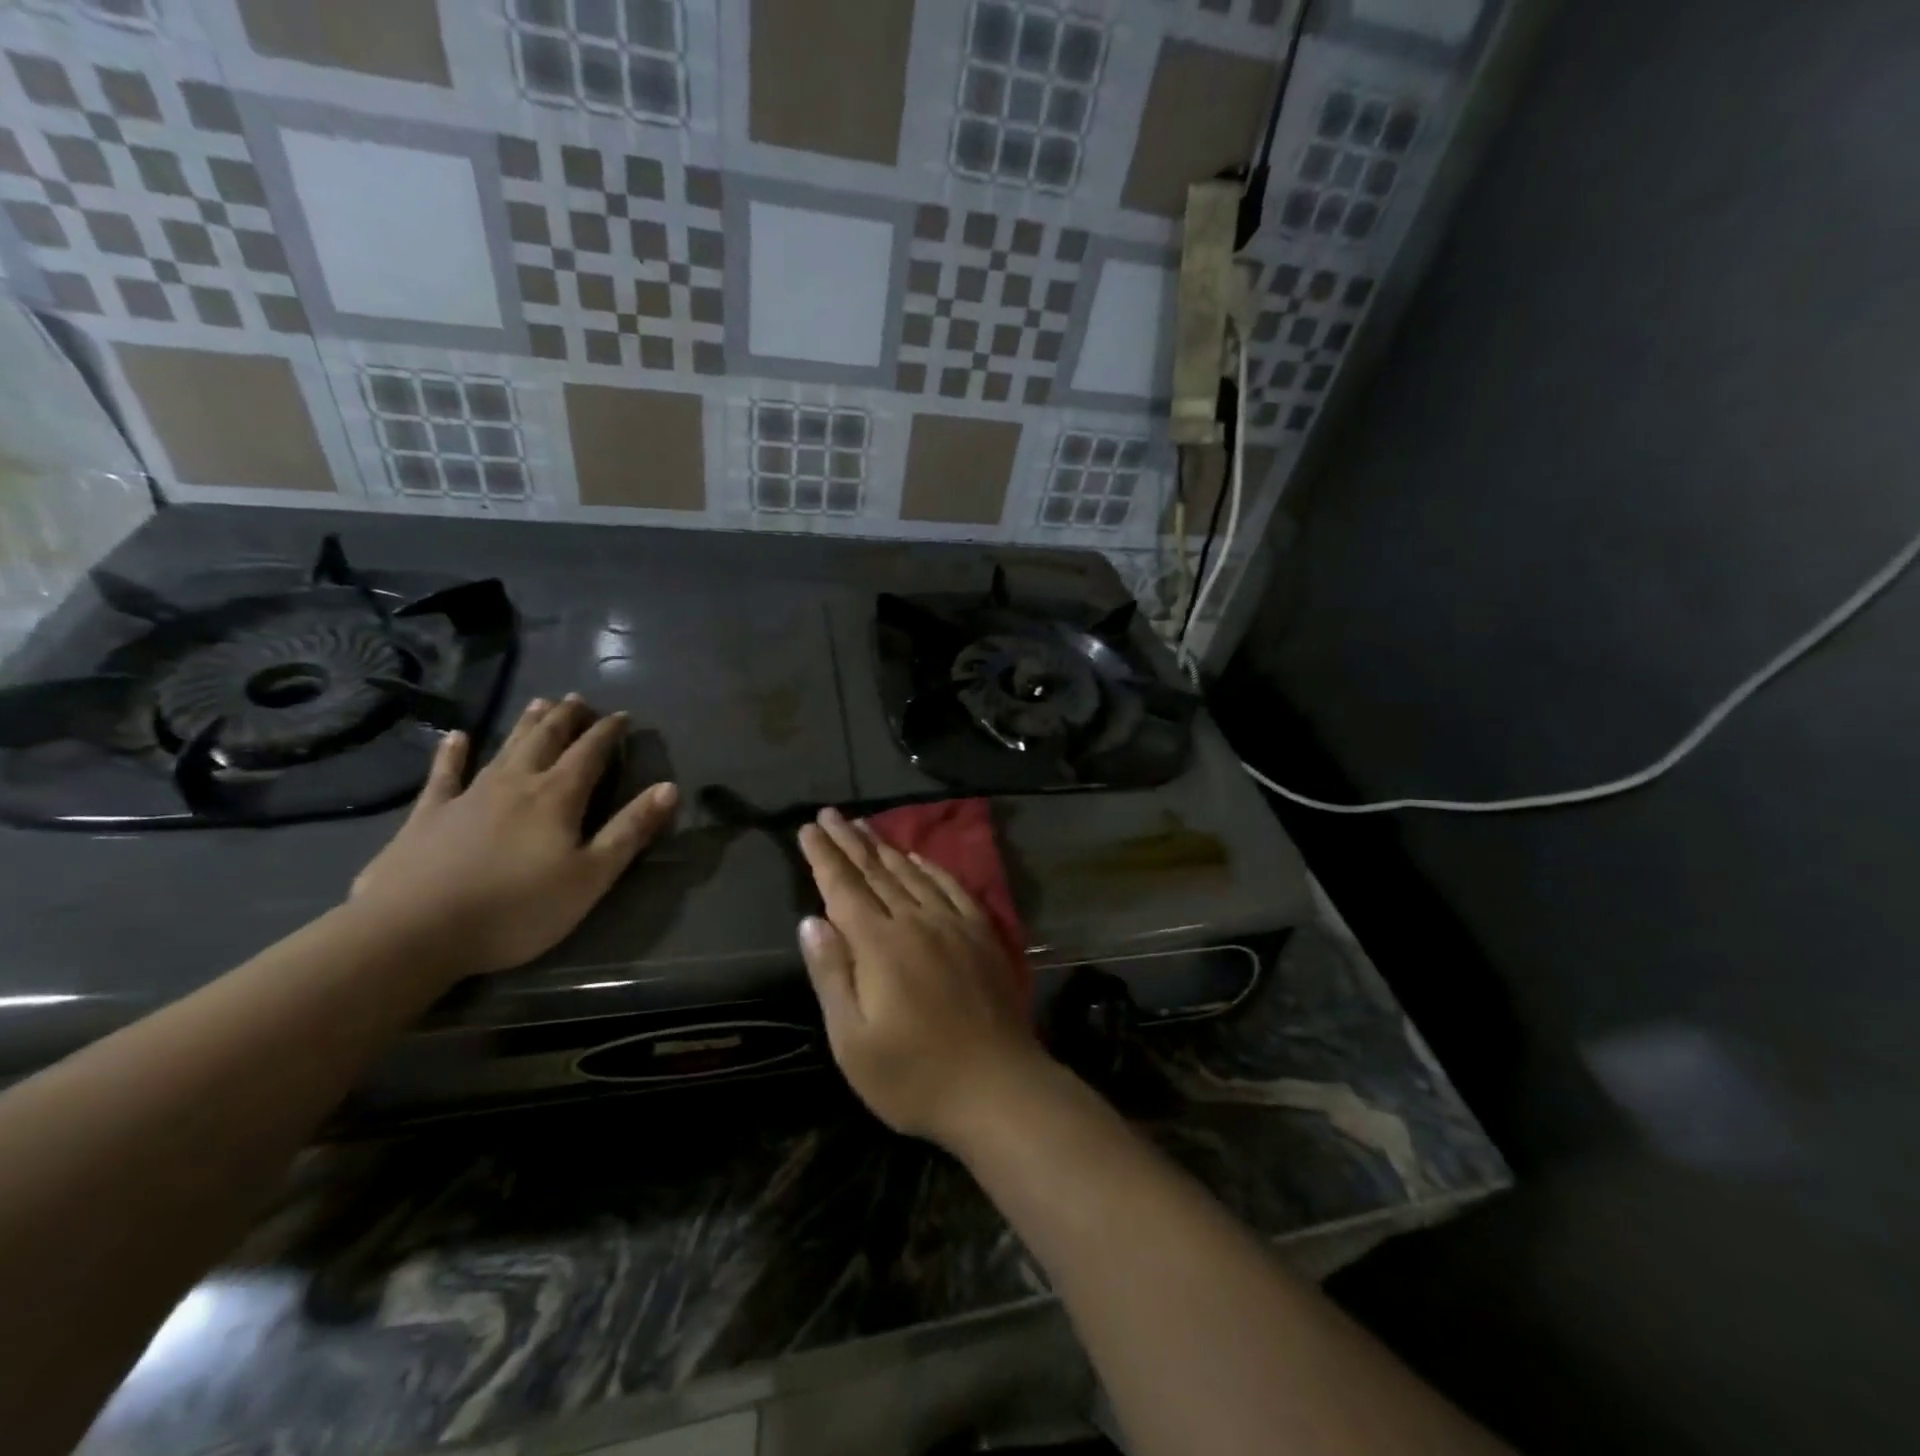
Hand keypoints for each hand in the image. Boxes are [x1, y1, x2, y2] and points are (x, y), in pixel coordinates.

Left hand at [351, 695, 677, 976]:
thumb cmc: (517, 909)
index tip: (622, 715)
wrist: (412, 932)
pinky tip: (455, 737)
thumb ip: (630, 831)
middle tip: (579, 698)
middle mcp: (516, 784)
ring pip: (504, 748)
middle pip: (546, 740)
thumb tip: (668, 788)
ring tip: (540, 703)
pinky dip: (451, 754)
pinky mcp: (428, 815)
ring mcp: (468, 796)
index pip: (590, 753)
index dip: (608, 732)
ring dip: (525, 725)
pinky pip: (444, 774)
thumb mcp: (590, 877)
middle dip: (566, 718)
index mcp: (557, 797)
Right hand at [796, 807, 1048, 1146]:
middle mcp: (916, 922)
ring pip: (912, 874)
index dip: (823, 857)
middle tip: (831, 814)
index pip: (843, 888)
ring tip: (865, 826)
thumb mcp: (852, 1041)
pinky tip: (919, 859)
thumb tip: (811, 921)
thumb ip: (831, 975)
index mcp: (879, 945)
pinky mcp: (981, 934)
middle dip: (850, 841)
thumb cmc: (914, 1076)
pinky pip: (952, 887)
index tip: (808, 828)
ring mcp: (954, 925)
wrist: (997, 1087)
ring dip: (885, 848)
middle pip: (876, 872)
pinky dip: (931, 868)